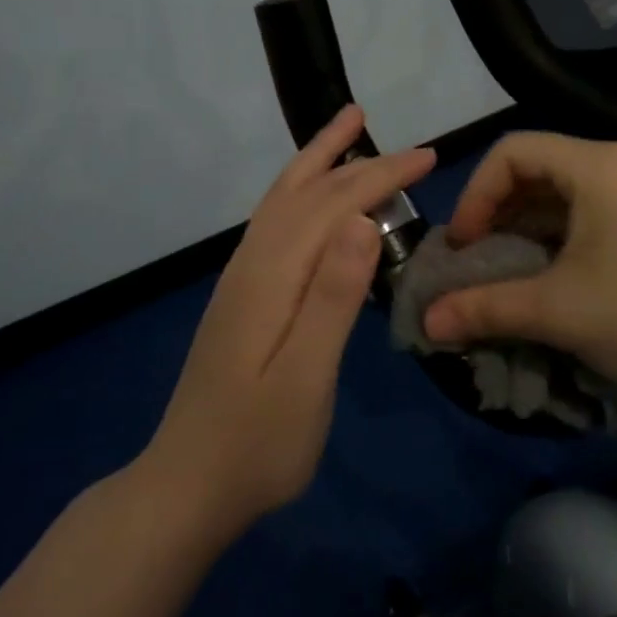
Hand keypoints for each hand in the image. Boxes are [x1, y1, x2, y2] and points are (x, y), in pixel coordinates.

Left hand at [143, 105, 433, 536]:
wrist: (188, 486)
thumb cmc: (257, 444)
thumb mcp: (305, 379)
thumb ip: (332, 298)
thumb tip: (363, 221)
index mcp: (272, 276)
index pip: (334, 205)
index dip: (382, 175)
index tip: (429, 157)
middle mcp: (252, 262)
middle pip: (308, 192)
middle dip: (360, 162)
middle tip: (411, 147)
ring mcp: (242, 278)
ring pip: (284, 198)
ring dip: (319, 159)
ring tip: (349, 130)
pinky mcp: (242, 295)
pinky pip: (276, 220)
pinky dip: (301, 190)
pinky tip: (313, 199)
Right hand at [422, 132, 616, 403]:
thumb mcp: (556, 311)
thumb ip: (485, 308)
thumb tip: (428, 322)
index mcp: (601, 165)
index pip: (513, 152)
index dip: (476, 194)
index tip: (465, 246)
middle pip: (541, 167)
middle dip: (499, 211)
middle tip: (479, 258)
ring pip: (570, 190)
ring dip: (530, 224)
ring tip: (509, 268)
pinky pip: (599, 208)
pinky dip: (564, 232)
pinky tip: (555, 271)